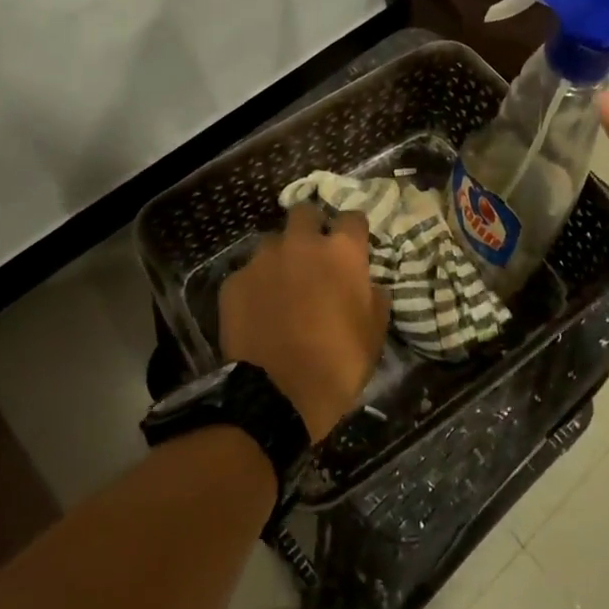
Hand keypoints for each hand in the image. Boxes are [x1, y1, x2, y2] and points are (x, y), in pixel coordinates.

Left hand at [218, 205, 389, 440]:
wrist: (277, 395)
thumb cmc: (338, 364)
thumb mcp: (374, 334)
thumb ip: (374, 298)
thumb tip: (370, 284)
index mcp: (341, 252)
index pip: (352, 217)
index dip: (353, 231)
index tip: (353, 246)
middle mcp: (301, 244)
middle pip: (305, 213)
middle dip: (310, 226)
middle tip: (313, 255)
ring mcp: (262, 260)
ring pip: (272, 242)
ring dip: (280, 256)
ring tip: (281, 284)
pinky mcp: (233, 281)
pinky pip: (247, 272)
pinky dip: (255, 285)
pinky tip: (258, 310)